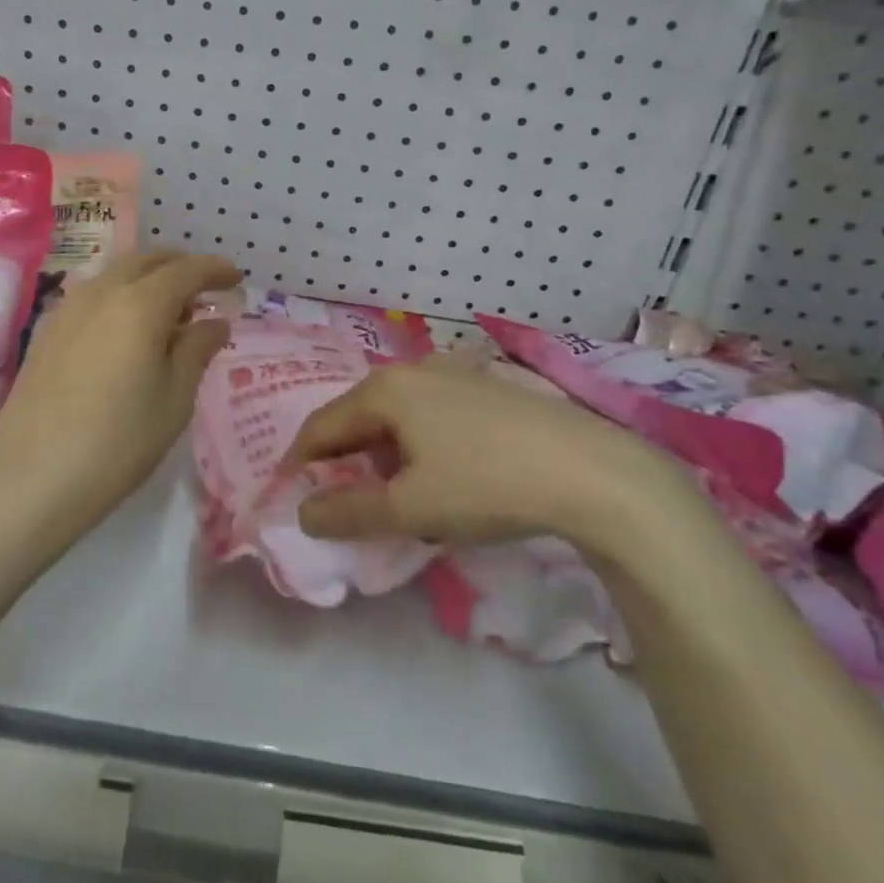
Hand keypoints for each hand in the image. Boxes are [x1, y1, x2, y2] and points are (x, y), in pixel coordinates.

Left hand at [0, 252, 240, 553]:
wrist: (32, 476)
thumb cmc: (119, 441)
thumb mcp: (175, 399)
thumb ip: (197, 350)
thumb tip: (215, 322)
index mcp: (140, 304)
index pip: (187, 270)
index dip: (215, 270)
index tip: (236, 278)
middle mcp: (102, 292)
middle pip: (148, 261)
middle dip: (180, 267)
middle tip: (205, 290)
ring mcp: (68, 307)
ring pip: (116, 274)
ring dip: (148, 280)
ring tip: (169, 312)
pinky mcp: (47, 329)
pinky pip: (93, 294)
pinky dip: (120, 295)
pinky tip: (127, 329)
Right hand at [288, 360, 699, 554]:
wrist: (591, 472)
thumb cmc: (486, 484)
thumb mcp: (410, 509)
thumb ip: (348, 512)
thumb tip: (304, 513)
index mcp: (384, 390)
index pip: (321, 426)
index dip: (300, 463)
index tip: (292, 497)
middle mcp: (413, 369)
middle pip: (358, 416)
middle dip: (345, 460)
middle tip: (346, 502)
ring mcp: (454, 373)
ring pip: (396, 415)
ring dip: (383, 454)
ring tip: (398, 496)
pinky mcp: (486, 387)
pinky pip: (430, 413)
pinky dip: (418, 444)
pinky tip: (443, 474)